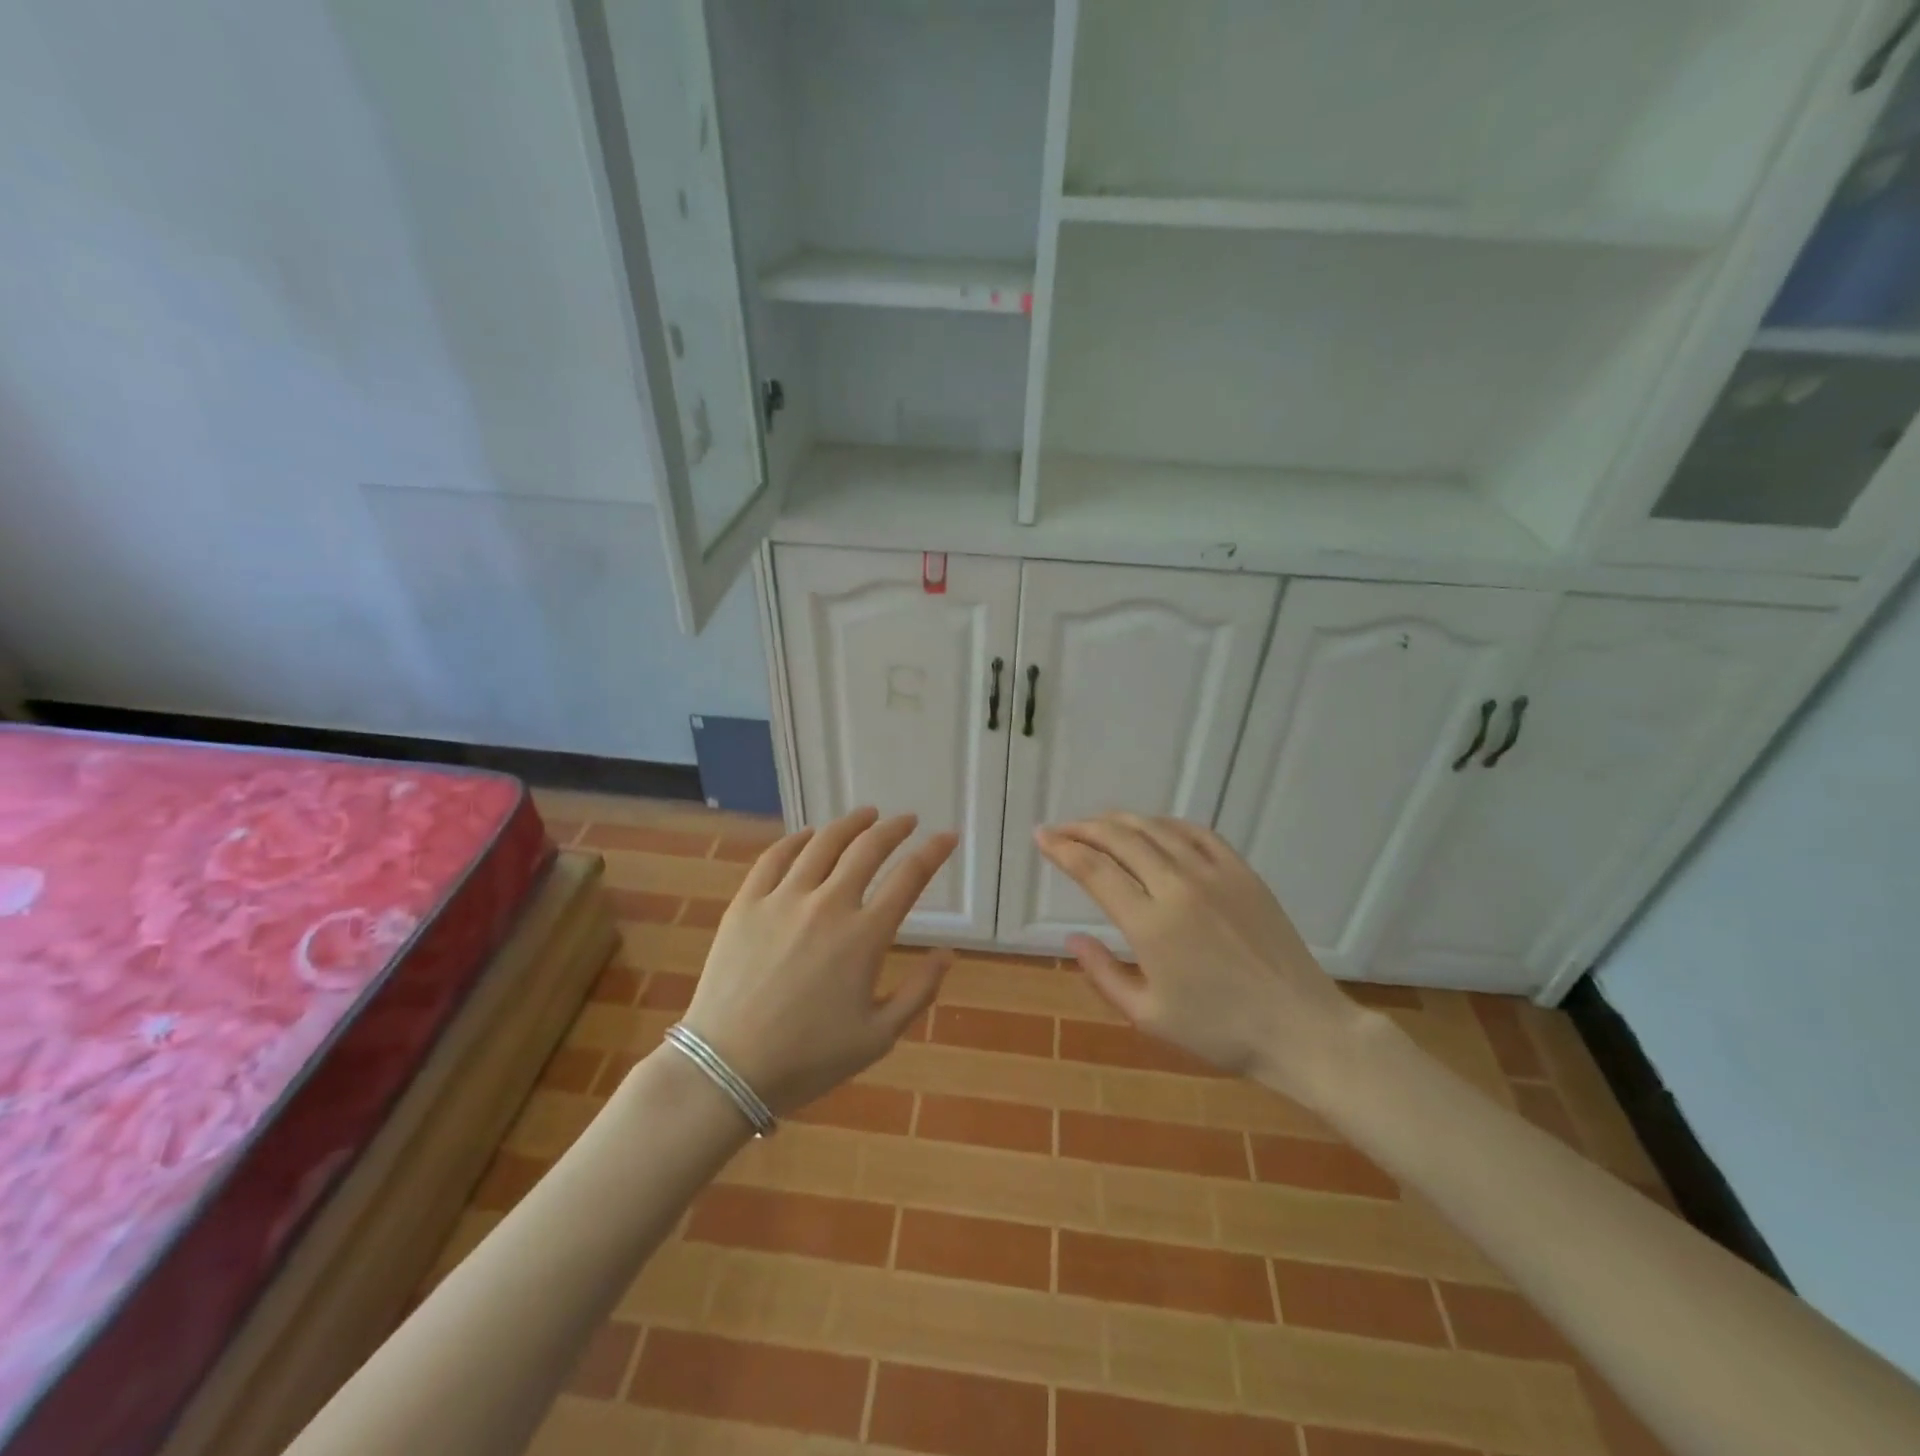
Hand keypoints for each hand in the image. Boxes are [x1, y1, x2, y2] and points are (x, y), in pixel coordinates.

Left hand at [681, 808, 956, 1114]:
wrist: (727, 1069)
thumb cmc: (808, 1059)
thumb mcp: (878, 1037)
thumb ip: (919, 991)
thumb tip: (948, 954)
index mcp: (864, 937)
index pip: (909, 878)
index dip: (933, 852)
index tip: (947, 837)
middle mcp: (828, 905)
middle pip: (868, 848)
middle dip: (894, 828)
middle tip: (907, 820)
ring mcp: (783, 899)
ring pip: (822, 843)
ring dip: (850, 824)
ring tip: (866, 815)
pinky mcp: (747, 903)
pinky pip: (775, 857)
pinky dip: (797, 839)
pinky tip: (808, 835)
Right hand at [1036, 814, 1368, 1103]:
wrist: (1301, 1028)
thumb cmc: (1220, 1032)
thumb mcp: (1149, 1017)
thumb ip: (1104, 975)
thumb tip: (1072, 938)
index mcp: (1151, 925)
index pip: (1094, 870)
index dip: (1062, 849)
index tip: (1041, 837)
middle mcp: (1178, 887)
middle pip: (1119, 839)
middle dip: (1083, 828)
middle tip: (1061, 829)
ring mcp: (1214, 874)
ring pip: (1155, 828)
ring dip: (1119, 821)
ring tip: (1097, 824)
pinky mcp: (1242, 872)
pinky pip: (1196, 832)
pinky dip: (1165, 823)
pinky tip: (1152, 827)